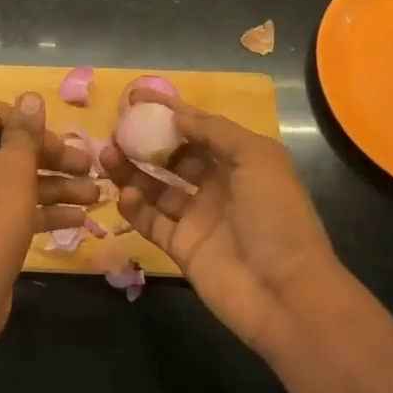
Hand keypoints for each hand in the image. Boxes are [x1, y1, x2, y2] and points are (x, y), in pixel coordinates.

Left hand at [0, 93, 96, 342]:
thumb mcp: (15, 169)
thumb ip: (25, 131)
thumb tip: (30, 96)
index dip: (30, 123)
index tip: (59, 139)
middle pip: (11, 148)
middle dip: (53, 157)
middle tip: (90, 167)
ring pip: (17, 180)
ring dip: (57, 184)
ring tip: (98, 196)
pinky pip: (14, 208)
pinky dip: (43, 210)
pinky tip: (80, 218)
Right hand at [102, 91, 348, 355]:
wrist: (285, 293)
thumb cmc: (276, 217)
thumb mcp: (257, 159)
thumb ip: (216, 131)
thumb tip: (177, 114)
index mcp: (241, 162)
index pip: (199, 128)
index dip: (170, 112)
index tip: (135, 98)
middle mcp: (218, 186)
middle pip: (174, 157)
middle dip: (146, 142)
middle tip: (114, 131)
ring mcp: (198, 218)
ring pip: (157, 187)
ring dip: (132, 171)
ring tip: (107, 156)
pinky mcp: (182, 248)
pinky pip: (152, 222)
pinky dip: (136, 208)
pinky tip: (124, 196)